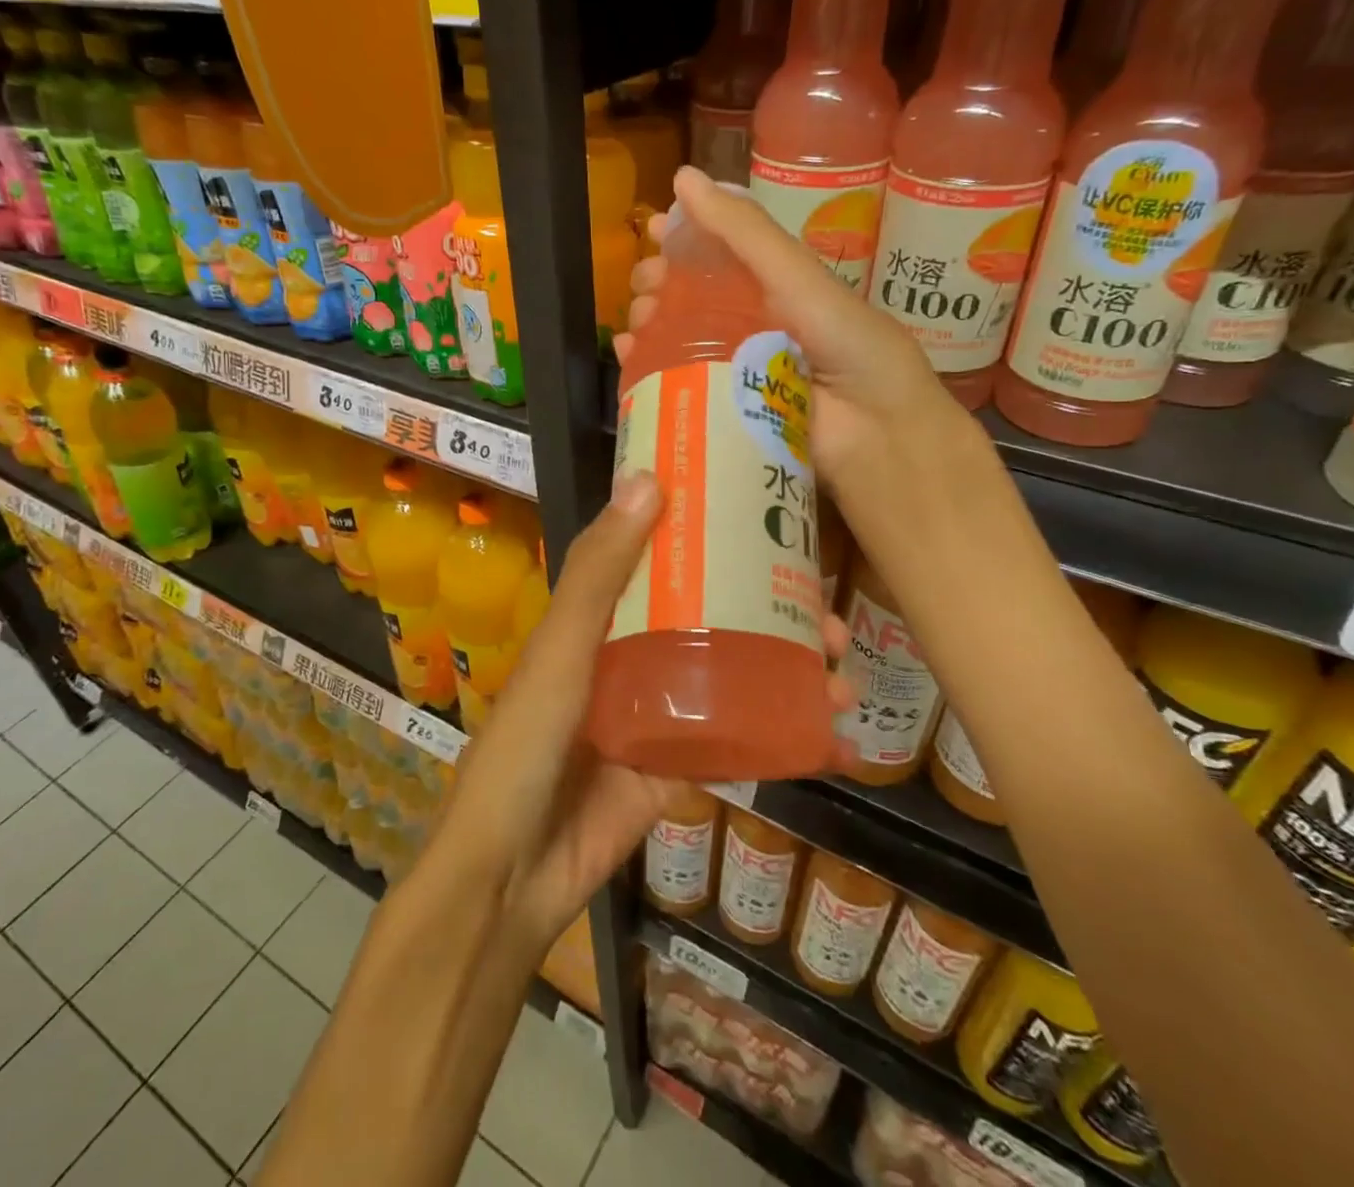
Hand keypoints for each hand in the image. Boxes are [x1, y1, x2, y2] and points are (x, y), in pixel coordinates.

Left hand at [429, 469, 854, 954]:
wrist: (509, 874)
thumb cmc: (525, 746)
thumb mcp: (561, 650)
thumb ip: (599, 574)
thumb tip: (647, 479)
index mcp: (601, 622)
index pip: (666, 566)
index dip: (719, 546)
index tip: (777, 530)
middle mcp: (632, 661)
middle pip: (716, 624)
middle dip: (778, 620)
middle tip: (833, 624)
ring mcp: (658, 719)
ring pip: (735, 683)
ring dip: (791, 679)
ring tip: (844, 682)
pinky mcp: (675, 773)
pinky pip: (737, 748)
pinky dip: (784, 743)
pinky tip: (834, 741)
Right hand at [614, 167, 990, 525]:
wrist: (875, 432)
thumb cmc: (846, 345)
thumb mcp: (796, 278)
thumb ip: (744, 233)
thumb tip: (681, 178)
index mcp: (776, 289)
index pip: (719, 257)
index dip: (684, 242)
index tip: (652, 235)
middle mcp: (754, 326)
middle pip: (692, 300)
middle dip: (660, 287)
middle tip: (644, 287)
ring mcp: (737, 371)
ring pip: (679, 341)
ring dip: (650, 325)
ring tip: (636, 323)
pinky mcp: (723, 412)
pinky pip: (678, 384)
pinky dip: (648, 369)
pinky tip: (629, 358)